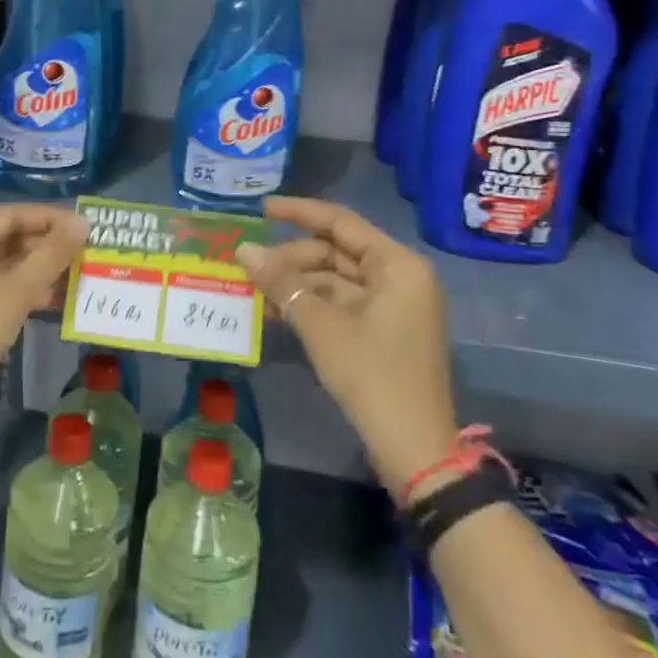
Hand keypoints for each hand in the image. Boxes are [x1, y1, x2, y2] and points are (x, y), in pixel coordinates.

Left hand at [0, 204, 88, 401]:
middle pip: (4, 238)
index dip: (48, 218)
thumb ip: (51, 255)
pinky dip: (20, 288)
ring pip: (1, 264)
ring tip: (74, 274)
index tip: (82, 225)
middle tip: (82, 251)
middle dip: (44, 246)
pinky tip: (51, 298)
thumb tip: (81, 223)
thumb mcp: (17, 291)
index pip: (9, 215)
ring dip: (36, 269)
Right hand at [236, 195, 457, 485]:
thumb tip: (243, 250)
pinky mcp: (384, 331)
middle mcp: (400, 277)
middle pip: (336, 252)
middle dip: (292, 258)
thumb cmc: (371, 375)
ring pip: (335, 280)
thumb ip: (281, 282)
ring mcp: (394, 306)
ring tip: (254, 289)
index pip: (341, 222)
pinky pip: (341, 304)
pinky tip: (275, 310)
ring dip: (296, 283)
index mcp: (397, 265)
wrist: (414, 448)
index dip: (298, 212)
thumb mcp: (320, 325)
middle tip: (249, 265)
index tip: (260, 209)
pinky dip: (310, 305)